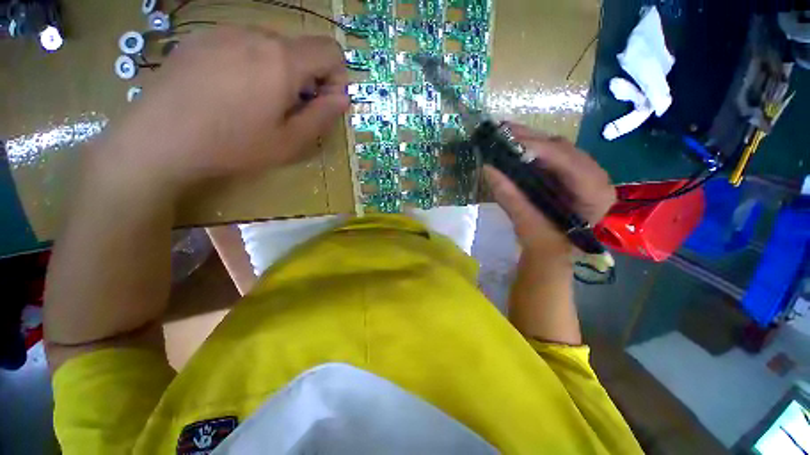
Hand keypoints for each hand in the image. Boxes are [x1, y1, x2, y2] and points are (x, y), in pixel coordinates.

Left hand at [93, 27, 348, 195]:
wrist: (158, 140)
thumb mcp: (291, 141)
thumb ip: (322, 116)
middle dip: (306, 78)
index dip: (337, 77)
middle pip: (299, 49)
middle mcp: (255, 35)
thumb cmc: (233, 145)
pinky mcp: (198, 39)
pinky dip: (250, 65)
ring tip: (257, 104)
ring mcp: (222, 32)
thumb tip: (342, 98)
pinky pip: (239, 45)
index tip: (323, 102)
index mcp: (282, 61)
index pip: (330, 50)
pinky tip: (230, 92)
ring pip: (269, 47)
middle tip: (290, 110)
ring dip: (278, 72)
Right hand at [484, 124, 614, 254]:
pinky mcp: (571, 172)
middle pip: (565, 149)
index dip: (541, 149)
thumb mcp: (527, 223)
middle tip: (502, 131)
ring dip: (531, 139)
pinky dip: (533, 146)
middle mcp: (597, 177)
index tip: (511, 140)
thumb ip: (510, 196)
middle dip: (532, 139)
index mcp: (595, 195)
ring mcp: (585, 172)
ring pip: (559, 147)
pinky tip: (516, 142)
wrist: (553, 251)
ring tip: (505, 133)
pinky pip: (553, 153)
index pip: (571, 163)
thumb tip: (488, 168)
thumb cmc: (545, 244)